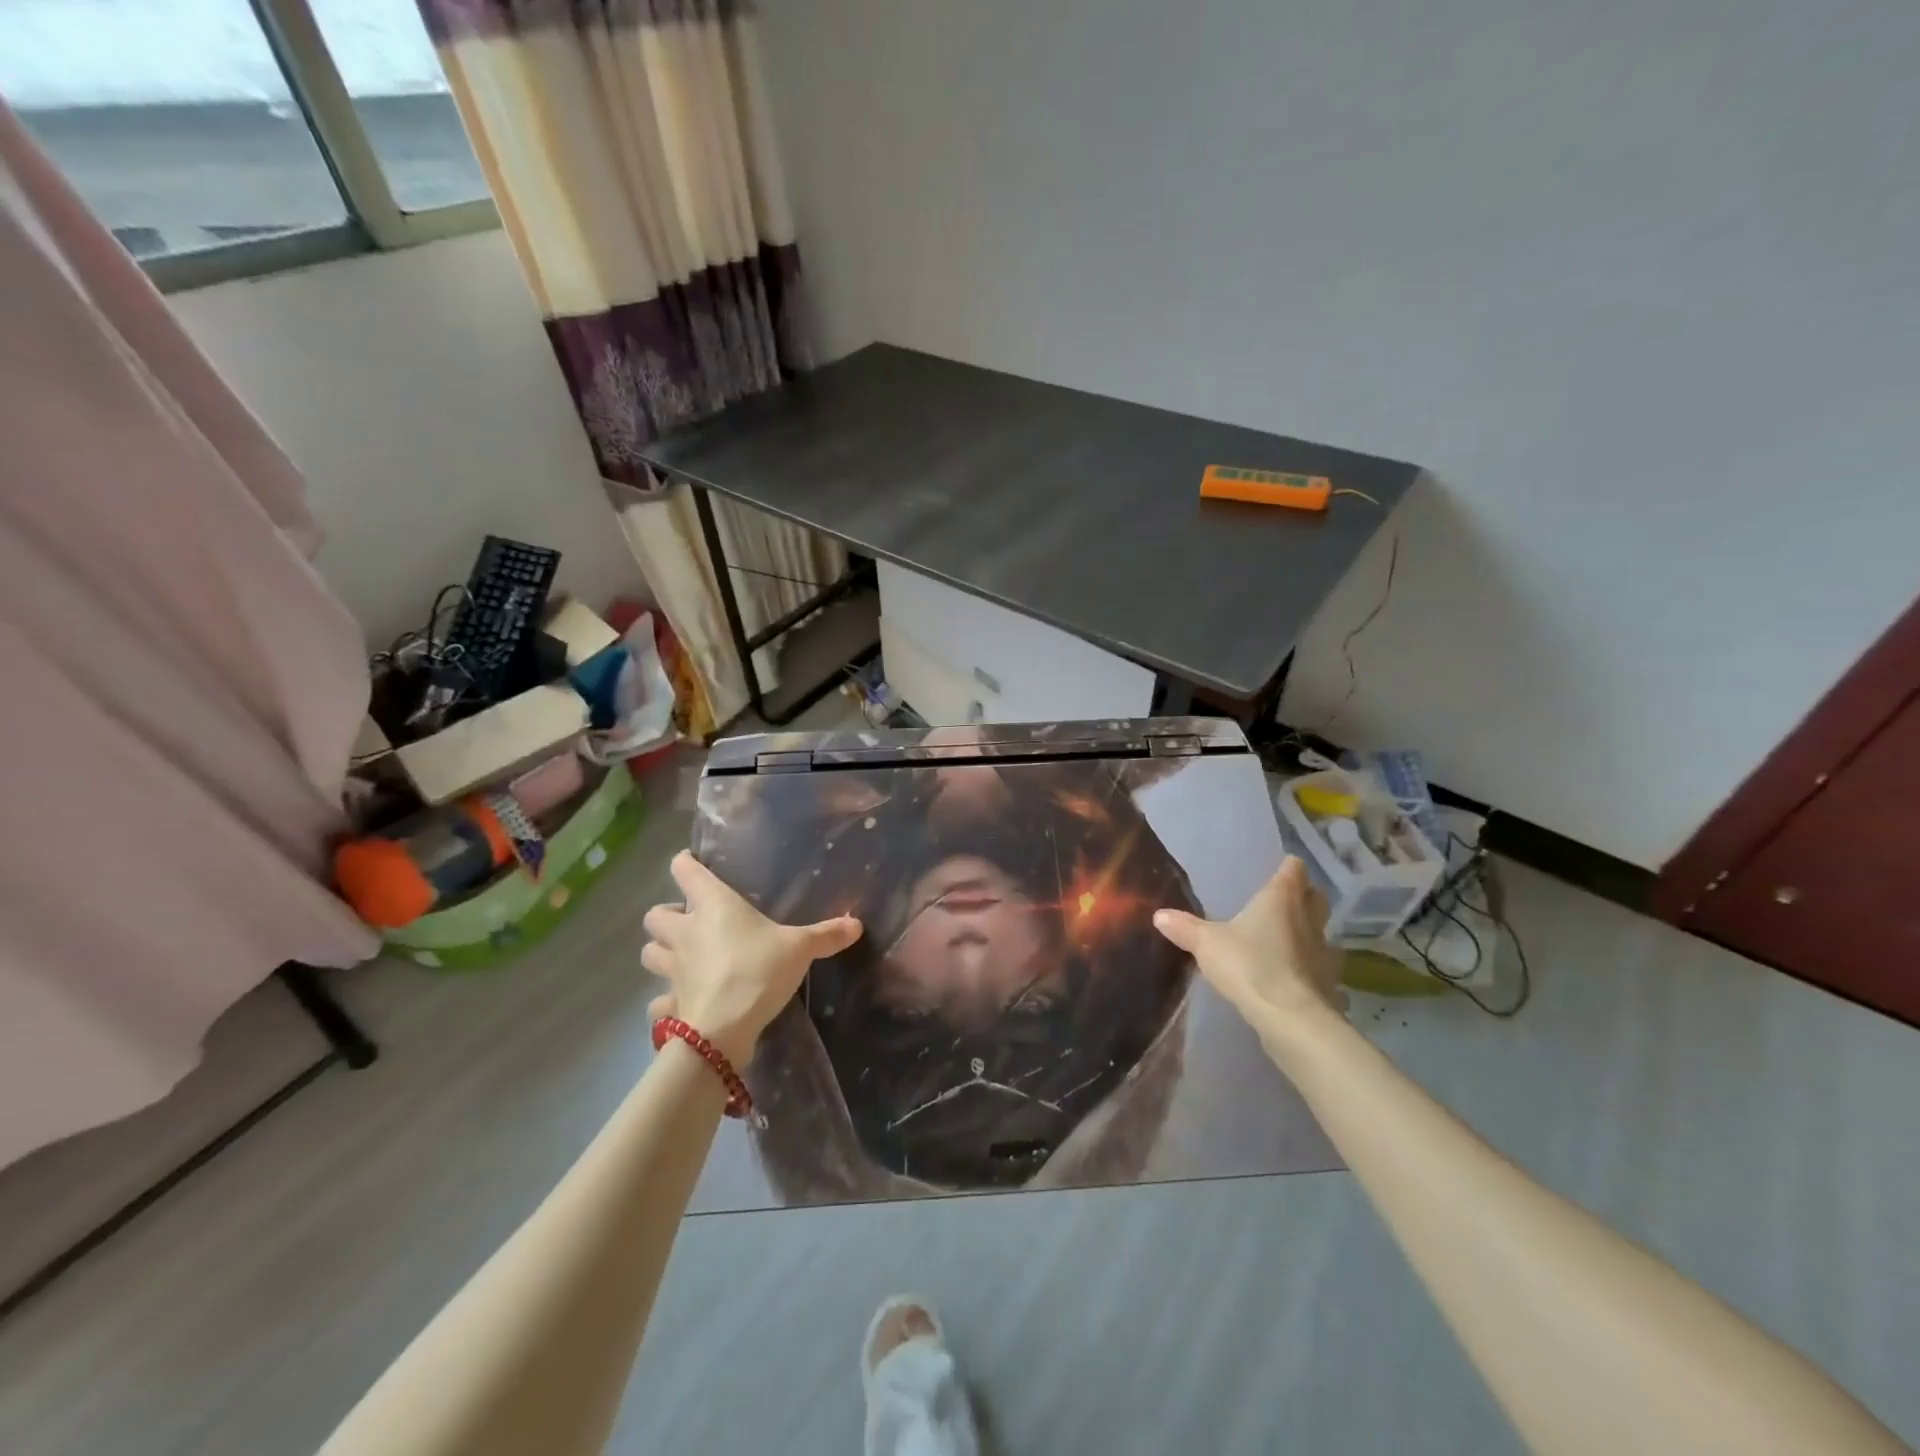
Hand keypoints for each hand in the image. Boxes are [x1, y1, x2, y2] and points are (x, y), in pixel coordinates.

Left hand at [642, 850, 862, 1067]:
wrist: (724, 1029)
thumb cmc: (758, 971)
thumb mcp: (799, 948)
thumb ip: (826, 935)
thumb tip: (857, 924)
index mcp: (713, 906)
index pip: (684, 870)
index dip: (685, 863)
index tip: (692, 863)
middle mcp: (685, 932)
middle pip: (655, 914)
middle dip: (668, 915)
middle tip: (690, 921)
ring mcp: (672, 969)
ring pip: (650, 952)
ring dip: (661, 951)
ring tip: (683, 956)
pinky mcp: (669, 1002)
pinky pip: (658, 1000)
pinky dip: (665, 1001)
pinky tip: (681, 1003)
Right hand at [1153, 857, 1346, 1047]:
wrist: (1291, 1019)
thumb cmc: (1249, 965)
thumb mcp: (1206, 944)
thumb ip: (1184, 928)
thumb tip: (1159, 915)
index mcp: (1281, 899)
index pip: (1294, 869)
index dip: (1288, 867)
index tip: (1277, 869)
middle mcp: (1308, 919)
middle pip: (1315, 897)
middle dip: (1303, 897)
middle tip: (1280, 903)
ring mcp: (1323, 952)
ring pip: (1320, 932)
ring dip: (1306, 933)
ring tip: (1283, 941)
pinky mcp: (1328, 983)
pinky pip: (1319, 966)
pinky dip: (1308, 967)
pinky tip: (1290, 976)